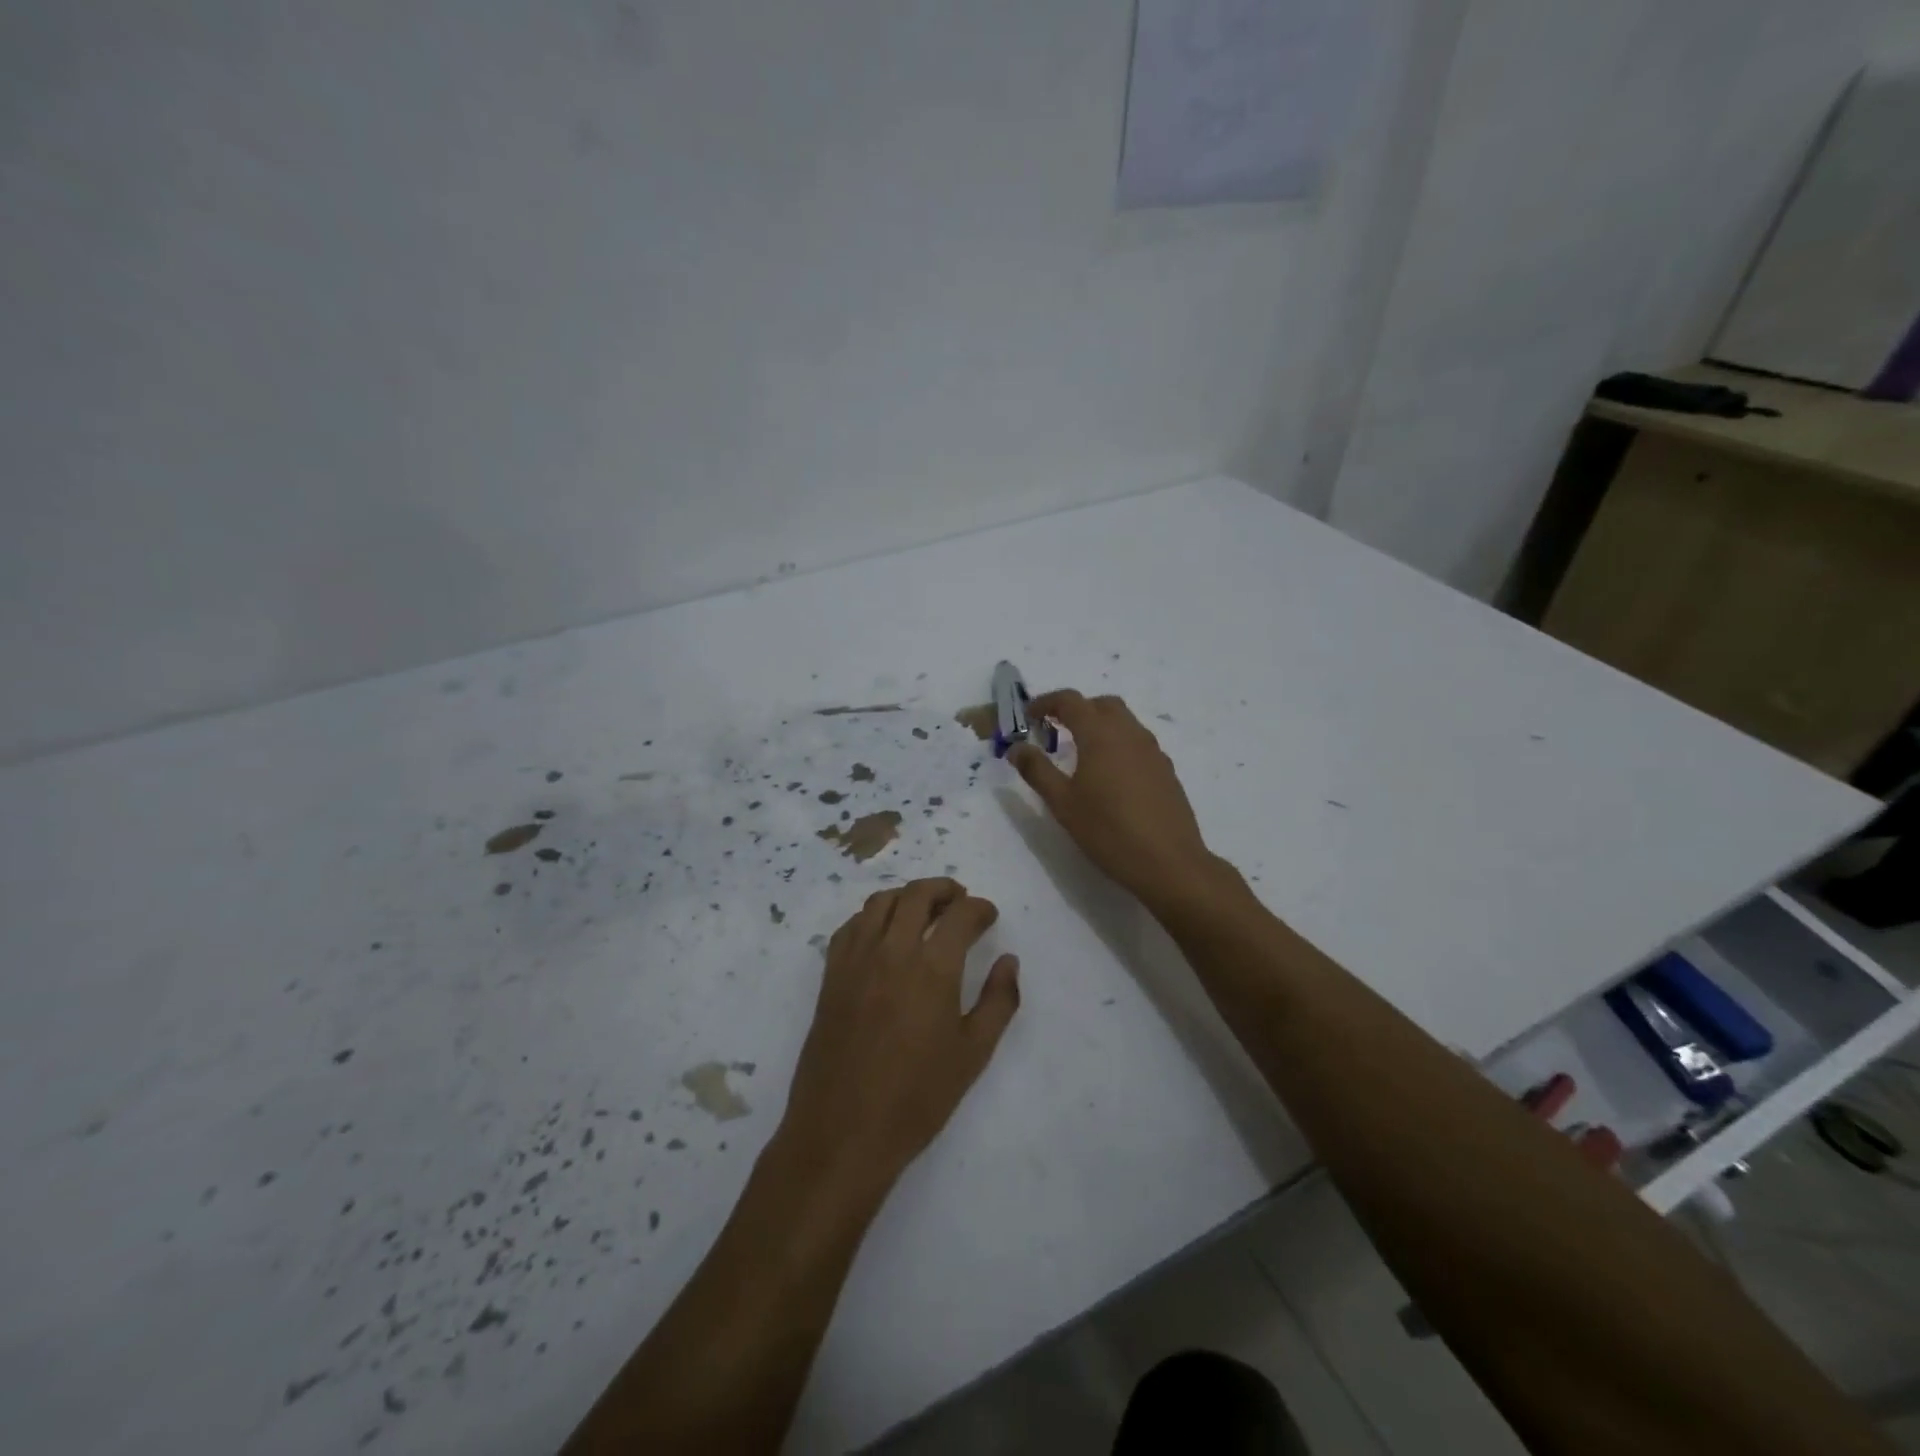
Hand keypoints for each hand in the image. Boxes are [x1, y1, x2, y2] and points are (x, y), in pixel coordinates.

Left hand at [780, 878, 1019, 1194]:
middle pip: (917, 895)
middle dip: (944, 889)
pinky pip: (852, 926)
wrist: (843, 1132)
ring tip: (924, 910)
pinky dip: (872, 916)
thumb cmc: (917, 1098)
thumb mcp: (973, 1054)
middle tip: (960, 900)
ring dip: (907, 896)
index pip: (960, 915)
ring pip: (881, 902)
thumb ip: (999, 1001)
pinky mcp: (831, 975)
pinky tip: (883, 934)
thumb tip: (1009, 961)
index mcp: (933, 968)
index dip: (980, 908)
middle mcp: (892, 951)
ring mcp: (856, 960)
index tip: (988, 916)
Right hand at [1009, 690, 1222, 914]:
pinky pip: (1138, 743)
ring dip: (1099, 725)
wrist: (1169, 862)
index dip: (1046, 702)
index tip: (1028, 716)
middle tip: (1054, 730)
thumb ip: (1037, 770)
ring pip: (1124, 722)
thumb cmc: (1108, 831)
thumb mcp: (1063, 803)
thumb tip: (1017, 748)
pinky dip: (1118, 744)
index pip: (1070, 701)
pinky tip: (1110, 776)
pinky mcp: (1166, 770)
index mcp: (1101, 735)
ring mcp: (1153, 751)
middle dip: (1076, 710)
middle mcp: (1130, 733)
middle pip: (1101, 704)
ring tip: (1080, 753)